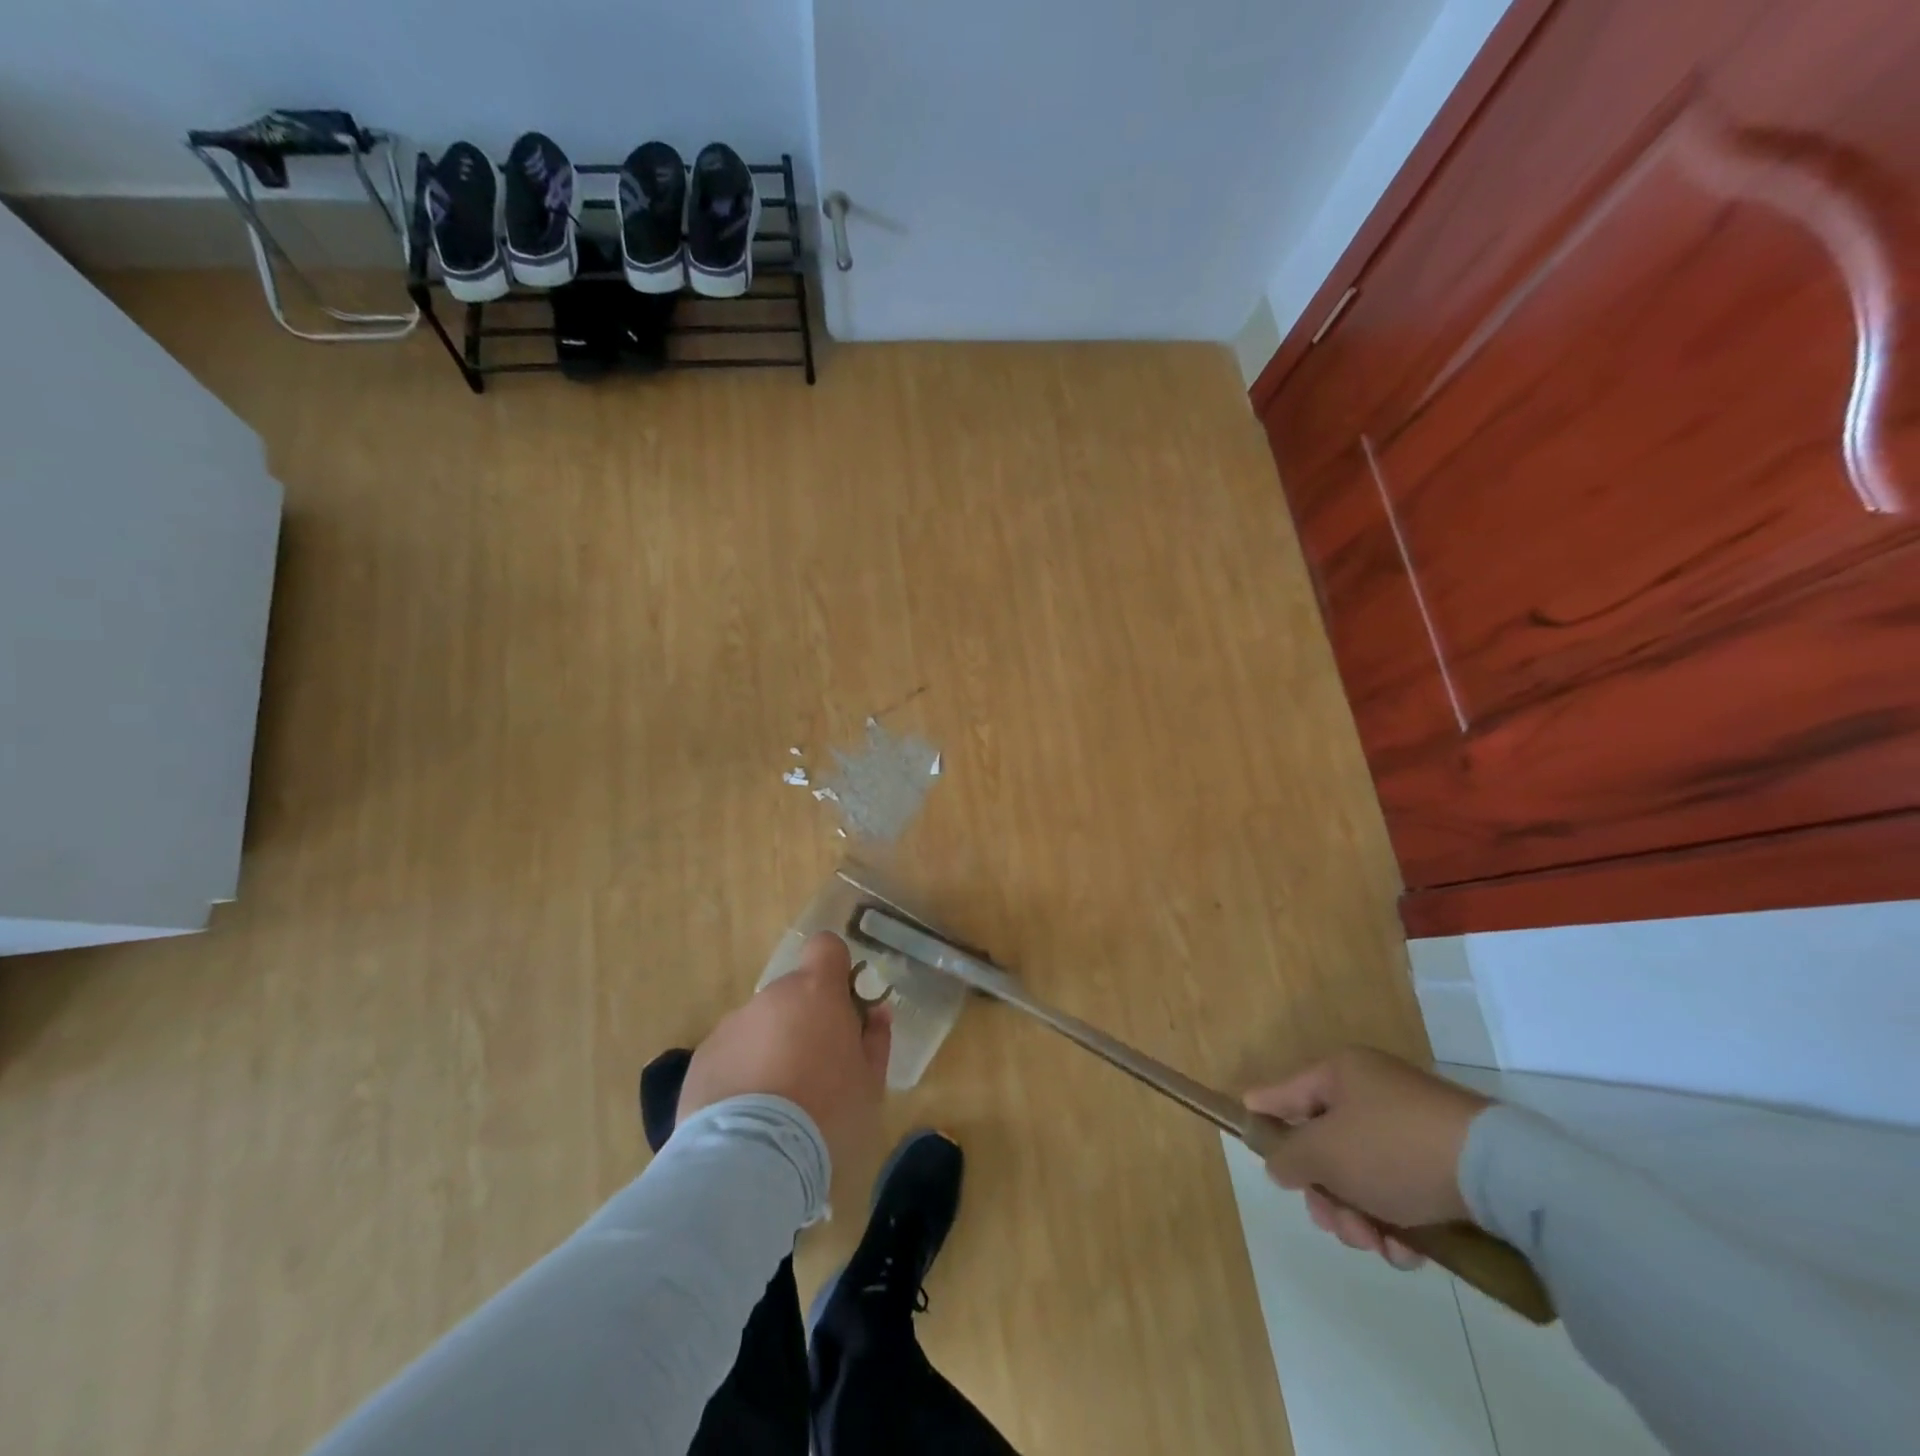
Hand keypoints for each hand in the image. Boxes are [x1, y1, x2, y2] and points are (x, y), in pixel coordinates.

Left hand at [678, 931, 892, 1181]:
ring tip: (777, 1102)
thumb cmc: (827, 1113)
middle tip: (814, 1068)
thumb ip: (875, 1039)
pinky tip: (747, 1117)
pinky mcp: (702, 1059)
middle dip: (803, 1020)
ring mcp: (732, 1025)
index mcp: (817, 992)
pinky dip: (741, 1074)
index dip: (835, 968)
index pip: (826, 947)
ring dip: (771, 1048)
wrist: (753, 1158)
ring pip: (760, 1025)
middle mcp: (772, 997)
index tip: (841, 1002)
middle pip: (792, 993)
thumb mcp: (870, 1083)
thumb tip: (877, 1012)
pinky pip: (731, 1055)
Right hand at [1244, 1047, 1489, 1270]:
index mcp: (1340, 1074)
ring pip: (1361, 1176)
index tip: (1247, 1133)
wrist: (1499, 1172)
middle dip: (1325, 1193)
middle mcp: (1372, 1092)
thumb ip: (1289, 1156)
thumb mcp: (1326, 1153)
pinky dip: (1397, 1224)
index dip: (1263, 1113)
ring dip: (1360, 1217)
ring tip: (1378, 1244)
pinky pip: (1400, 1191)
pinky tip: (1407, 1252)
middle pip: (1324, 1145)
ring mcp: (1409, 1127)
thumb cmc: (1393, 1148)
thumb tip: (1279, 1162)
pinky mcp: (1443, 1162)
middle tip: (1336, 1223)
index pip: (1285, 1091)